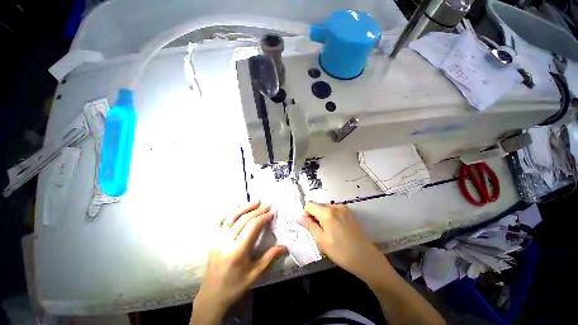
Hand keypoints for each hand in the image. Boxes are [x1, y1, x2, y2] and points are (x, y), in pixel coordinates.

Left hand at [192, 203, 285, 323]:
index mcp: (237, 251)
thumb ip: (270, 257)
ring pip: (232, 217)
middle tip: (267, 205)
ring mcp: (217, 239)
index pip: (252, 227)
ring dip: (244, 207)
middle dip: (257, 210)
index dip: (263, 217)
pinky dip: (229, 213)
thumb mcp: (255, 274)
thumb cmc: (235, 286)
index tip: (271, 212)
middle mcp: (226, 242)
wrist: (212, 295)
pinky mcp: (213, 240)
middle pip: (243, 219)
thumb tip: (285, 247)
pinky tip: (237, 210)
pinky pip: (220, 222)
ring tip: (255, 202)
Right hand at [297, 202, 391, 284]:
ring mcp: (344, 209)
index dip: (306, 214)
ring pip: (326, 208)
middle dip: (315, 216)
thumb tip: (298, 217)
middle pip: (318, 205)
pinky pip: (334, 211)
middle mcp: (336, 206)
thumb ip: (309, 226)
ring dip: (322, 217)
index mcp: (327, 212)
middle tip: (319, 232)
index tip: (311, 226)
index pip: (309, 204)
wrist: (366, 259)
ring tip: (328, 232)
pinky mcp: (349, 213)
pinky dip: (330, 217)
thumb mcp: (321, 240)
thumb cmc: (341, 252)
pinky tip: (336, 230)